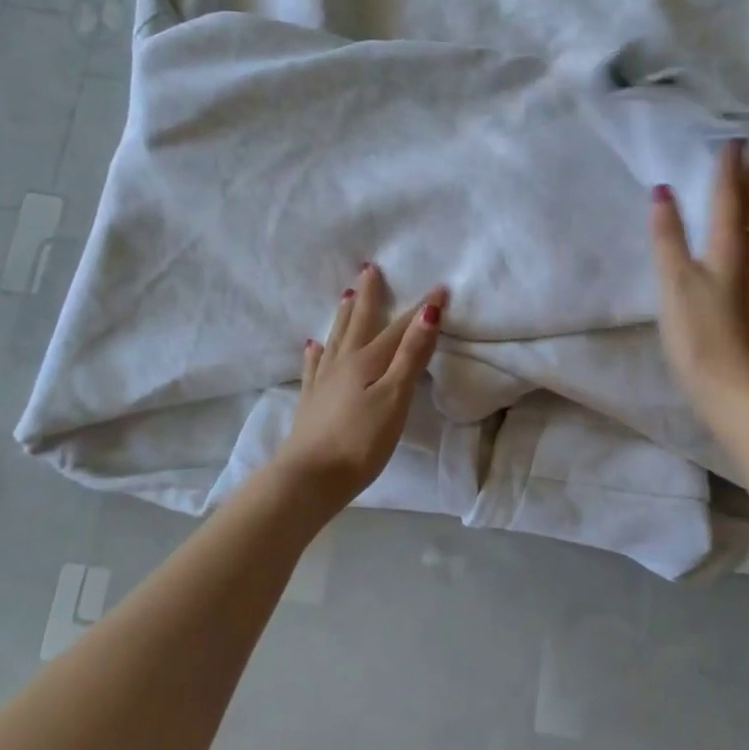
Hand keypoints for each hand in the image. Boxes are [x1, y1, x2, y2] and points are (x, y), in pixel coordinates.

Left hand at [274, 264, 447, 504]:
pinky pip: (314, 367)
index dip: (422, 309)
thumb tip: (428, 312)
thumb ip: (411, 355)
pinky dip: (316, 353)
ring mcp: (323, 381)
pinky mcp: (311, 402)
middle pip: (359, 322)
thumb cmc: (360, 442)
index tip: (440, 288)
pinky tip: (313, 346)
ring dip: (344, 316)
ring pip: (336, 339)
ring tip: (346, 296)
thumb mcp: (395, 398)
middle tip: (368, 269)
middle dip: (368, 296)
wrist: (308, 479)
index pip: (400, 328)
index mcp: (367, 360)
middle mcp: (343, 362)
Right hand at [649, 140, 748, 426]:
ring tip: (748, 186)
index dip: (729, 169)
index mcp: (729, 250)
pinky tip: (740, 242)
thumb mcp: (675, 283)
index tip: (732, 138)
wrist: (737, 391)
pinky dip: (747, 231)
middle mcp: (748, 260)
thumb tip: (664, 191)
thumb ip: (668, 237)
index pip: (729, 199)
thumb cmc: (700, 334)